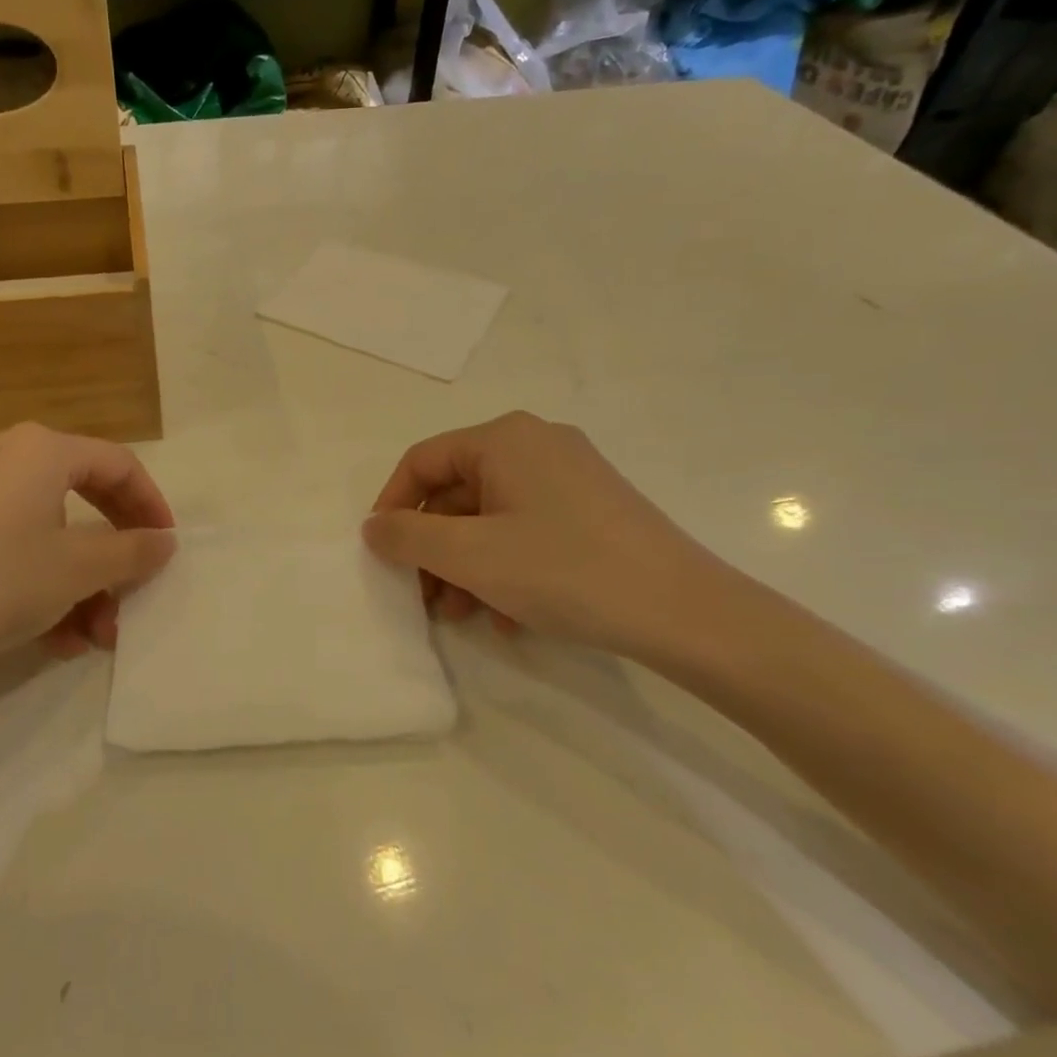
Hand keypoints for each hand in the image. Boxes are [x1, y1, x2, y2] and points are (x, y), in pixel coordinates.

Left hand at [0, 424, 176, 697]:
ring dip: (79, 582)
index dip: (152, 506)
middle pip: (83, 497)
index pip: (118, 465)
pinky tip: (52, 636)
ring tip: (91, 636)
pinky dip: (40, 580)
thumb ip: (132, 551)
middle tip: (131, 593)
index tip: (166, 547)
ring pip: (48, 528)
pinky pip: (13, 542)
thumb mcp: (78, 569)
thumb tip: (164, 541)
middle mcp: (4, 453)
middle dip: (113, 556)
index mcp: (40, 448)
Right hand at [363, 412, 734, 662]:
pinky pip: (527, 531)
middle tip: (422, 597)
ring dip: (464, 567)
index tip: (382, 555)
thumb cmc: (563, 570)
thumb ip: (406, 537)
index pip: (422, 461)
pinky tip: (508, 617)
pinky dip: (505, 569)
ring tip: (461, 614)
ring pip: (490, 518)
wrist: (684, 613)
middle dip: (432, 548)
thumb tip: (373, 526)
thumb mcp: (469, 555)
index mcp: (504, 439)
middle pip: (456, 493)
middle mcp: (536, 445)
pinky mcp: (593, 511)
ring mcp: (570, 478)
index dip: (392, 507)